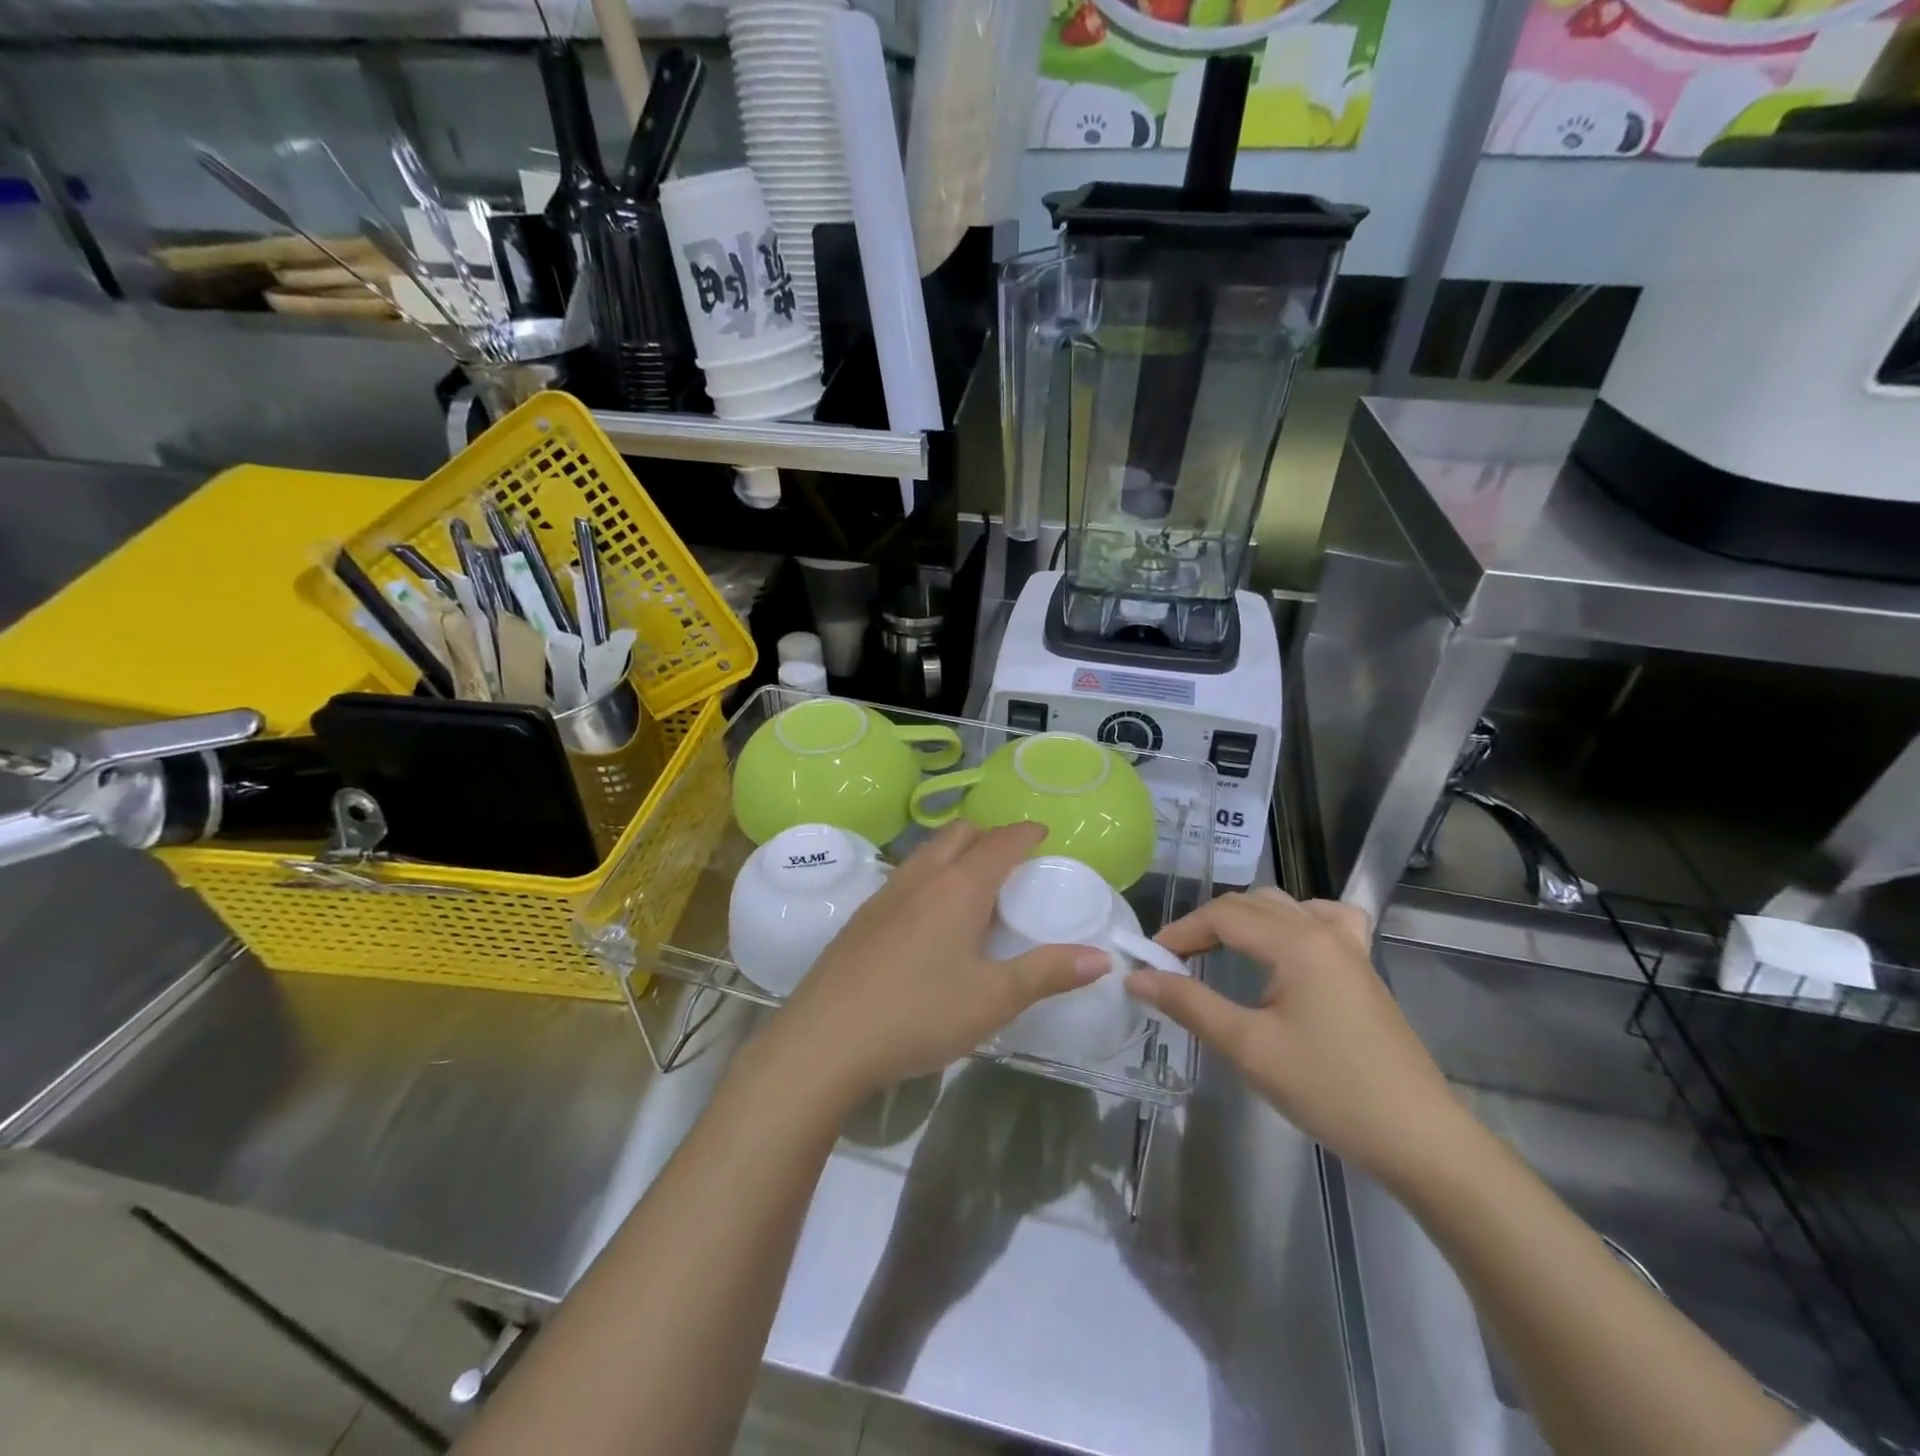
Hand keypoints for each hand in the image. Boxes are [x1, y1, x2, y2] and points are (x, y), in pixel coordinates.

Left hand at [760, 822, 1109, 1109]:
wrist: (824, 1041)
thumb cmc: (918, 1015)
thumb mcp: (992, 999)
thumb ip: (1047, 973)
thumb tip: (1101, 959)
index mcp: (958, 888)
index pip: (1000, 842)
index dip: (1025, 833)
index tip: (1043, 835)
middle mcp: (920, 878)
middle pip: (959, 833)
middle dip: (989, 836)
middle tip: (1012, 863)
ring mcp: (885, 894)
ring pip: (927, 852)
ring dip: (955, 853)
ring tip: (974, 890)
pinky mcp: (861, 916)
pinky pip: (905, 876)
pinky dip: (929, 877)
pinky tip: (930, 920)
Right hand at [1124, 888, 1467, 1185]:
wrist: (1420, 1139)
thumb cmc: (1330, 1090)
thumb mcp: (1248, 1048)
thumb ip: (1189, 1004)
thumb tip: (1137, 976)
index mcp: (1297, 943)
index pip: (1223, 916)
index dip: (1180, 932)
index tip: (1150, 961)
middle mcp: (1323, 931)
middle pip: (1249, 905)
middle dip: (1205, 925)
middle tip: (1174, 962)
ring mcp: (1349, 948)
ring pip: (1283, 907)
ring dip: (1243, 920)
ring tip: (1217, 951)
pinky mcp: (1363, 969)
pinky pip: (1324, 920)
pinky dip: (1292, 921)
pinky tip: (1286, 944)